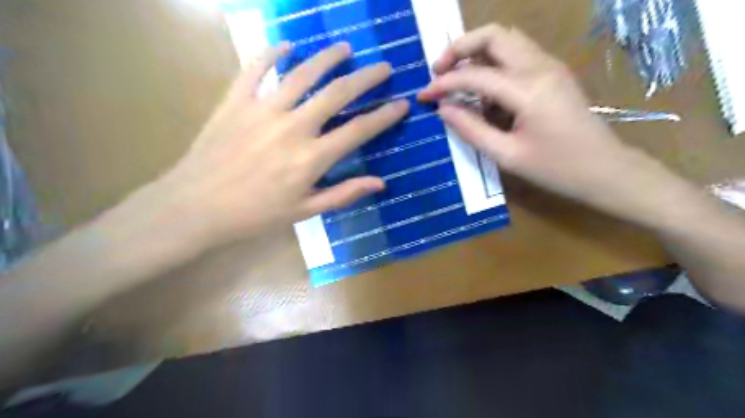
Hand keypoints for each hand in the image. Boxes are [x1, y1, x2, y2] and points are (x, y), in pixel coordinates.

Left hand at [149, 42, 410, 248]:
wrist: (195, 207)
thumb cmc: (254, 215)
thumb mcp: (304, 212)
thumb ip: (343, 194)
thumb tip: (380, 183)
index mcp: (311, 158)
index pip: (358, 130)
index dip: (384, 116)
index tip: (401, 104)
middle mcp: (293, 127)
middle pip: (337, 93)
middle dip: (366, 78)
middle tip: (383, 67)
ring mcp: (263, 110)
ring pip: (302, 74)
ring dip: (327, 58)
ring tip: (345, 48)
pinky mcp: (235, 101)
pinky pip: (255, 69)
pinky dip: (272, 53)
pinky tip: (287, 45)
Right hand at [418, 24, 675, 221]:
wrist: (604, 169)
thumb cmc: (556, 169)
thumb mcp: (507, 155)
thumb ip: (471, 129)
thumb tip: (443, 109)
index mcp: (528, 90)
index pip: (475, 75)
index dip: (444, 84)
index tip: (423, 95)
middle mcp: (540, 66)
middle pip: (494, 35)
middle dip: (460, 48)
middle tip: (439, 72)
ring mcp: (550, 65)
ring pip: (506, 39)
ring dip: (476, 51)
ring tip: (456, 76)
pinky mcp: (553, 72)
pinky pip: (517, 54)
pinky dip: (493, 62)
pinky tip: (483, 88)